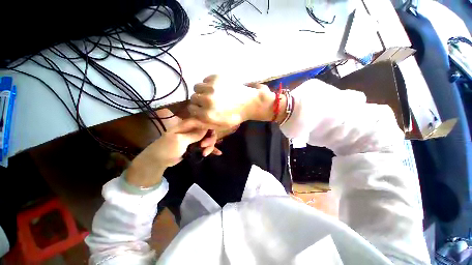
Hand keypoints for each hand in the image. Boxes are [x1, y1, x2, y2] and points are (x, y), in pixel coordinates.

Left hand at [126, 119, 219, 187]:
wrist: (159, 160)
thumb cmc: (167, 148)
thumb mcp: (180, 140)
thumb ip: (194, 134)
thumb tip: (207, 128)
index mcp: (188, 125)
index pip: (203, 121)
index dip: (210, 127)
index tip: (212, 135)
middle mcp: (193, 130)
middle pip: (208, 131)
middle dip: (210, 139)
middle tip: (204, 147)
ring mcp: (195, 138)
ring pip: (208, 139)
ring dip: (210, 146)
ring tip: (205, 154)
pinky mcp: (196, 146)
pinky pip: (206, 146)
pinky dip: (211, 149)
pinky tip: (218, 153)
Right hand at [188, 75, 274, 127]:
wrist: (249, 103)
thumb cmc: (235, 116)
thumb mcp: (220, 125)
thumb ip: (204, 124)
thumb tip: (189, 119)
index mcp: (208, 115)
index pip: (191, 109)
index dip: (197, 109)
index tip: (202, 108)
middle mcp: (207, 101)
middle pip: (193, 97)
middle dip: (199, 100)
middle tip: (209, 101)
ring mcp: (212, 88)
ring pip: (197, 87)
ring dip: (203, 91)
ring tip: (212, 93)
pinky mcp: (217, 77)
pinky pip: (205, 79)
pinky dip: (209, 83)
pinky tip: (218, 88)